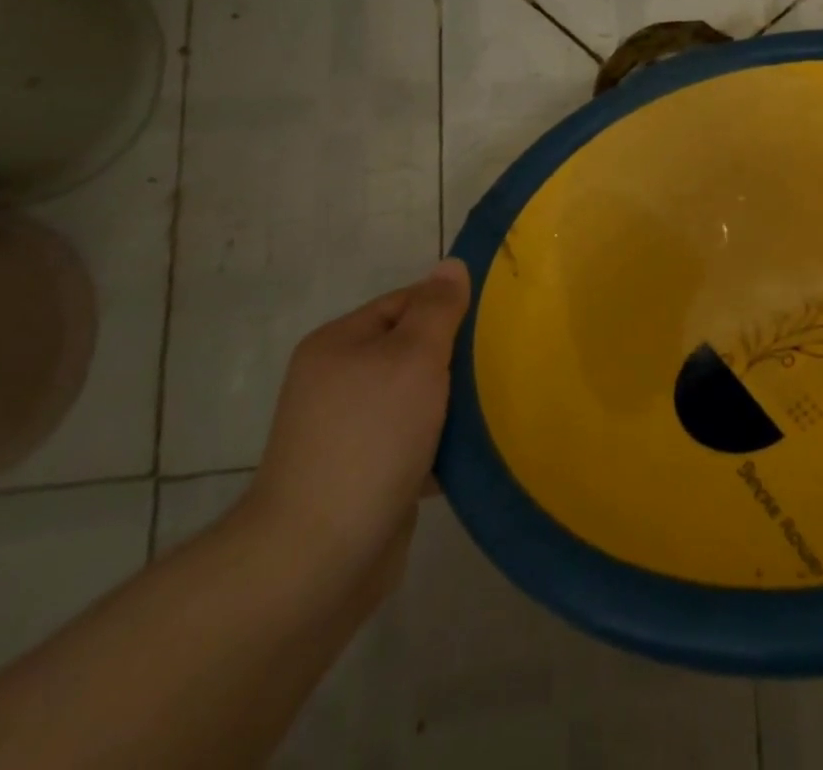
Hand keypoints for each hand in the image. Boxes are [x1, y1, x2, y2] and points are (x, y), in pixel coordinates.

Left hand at [232, 260, 470, 603]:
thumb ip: (437, 309)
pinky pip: (416, 442)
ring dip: (454, 403)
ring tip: (499, 402)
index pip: (405, 303)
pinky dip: (443, 443)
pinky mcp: (367, 476)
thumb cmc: (370, 438)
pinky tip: (477, 448)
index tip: (494, 320)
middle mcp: (339, 382)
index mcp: (339, 344)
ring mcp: (350, 432)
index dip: (449, 307)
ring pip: (418, 398)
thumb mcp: (412, 358)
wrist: (317, 558)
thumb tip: (452, 265)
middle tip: (504, 359)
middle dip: (457, 356)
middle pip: (412, 351)